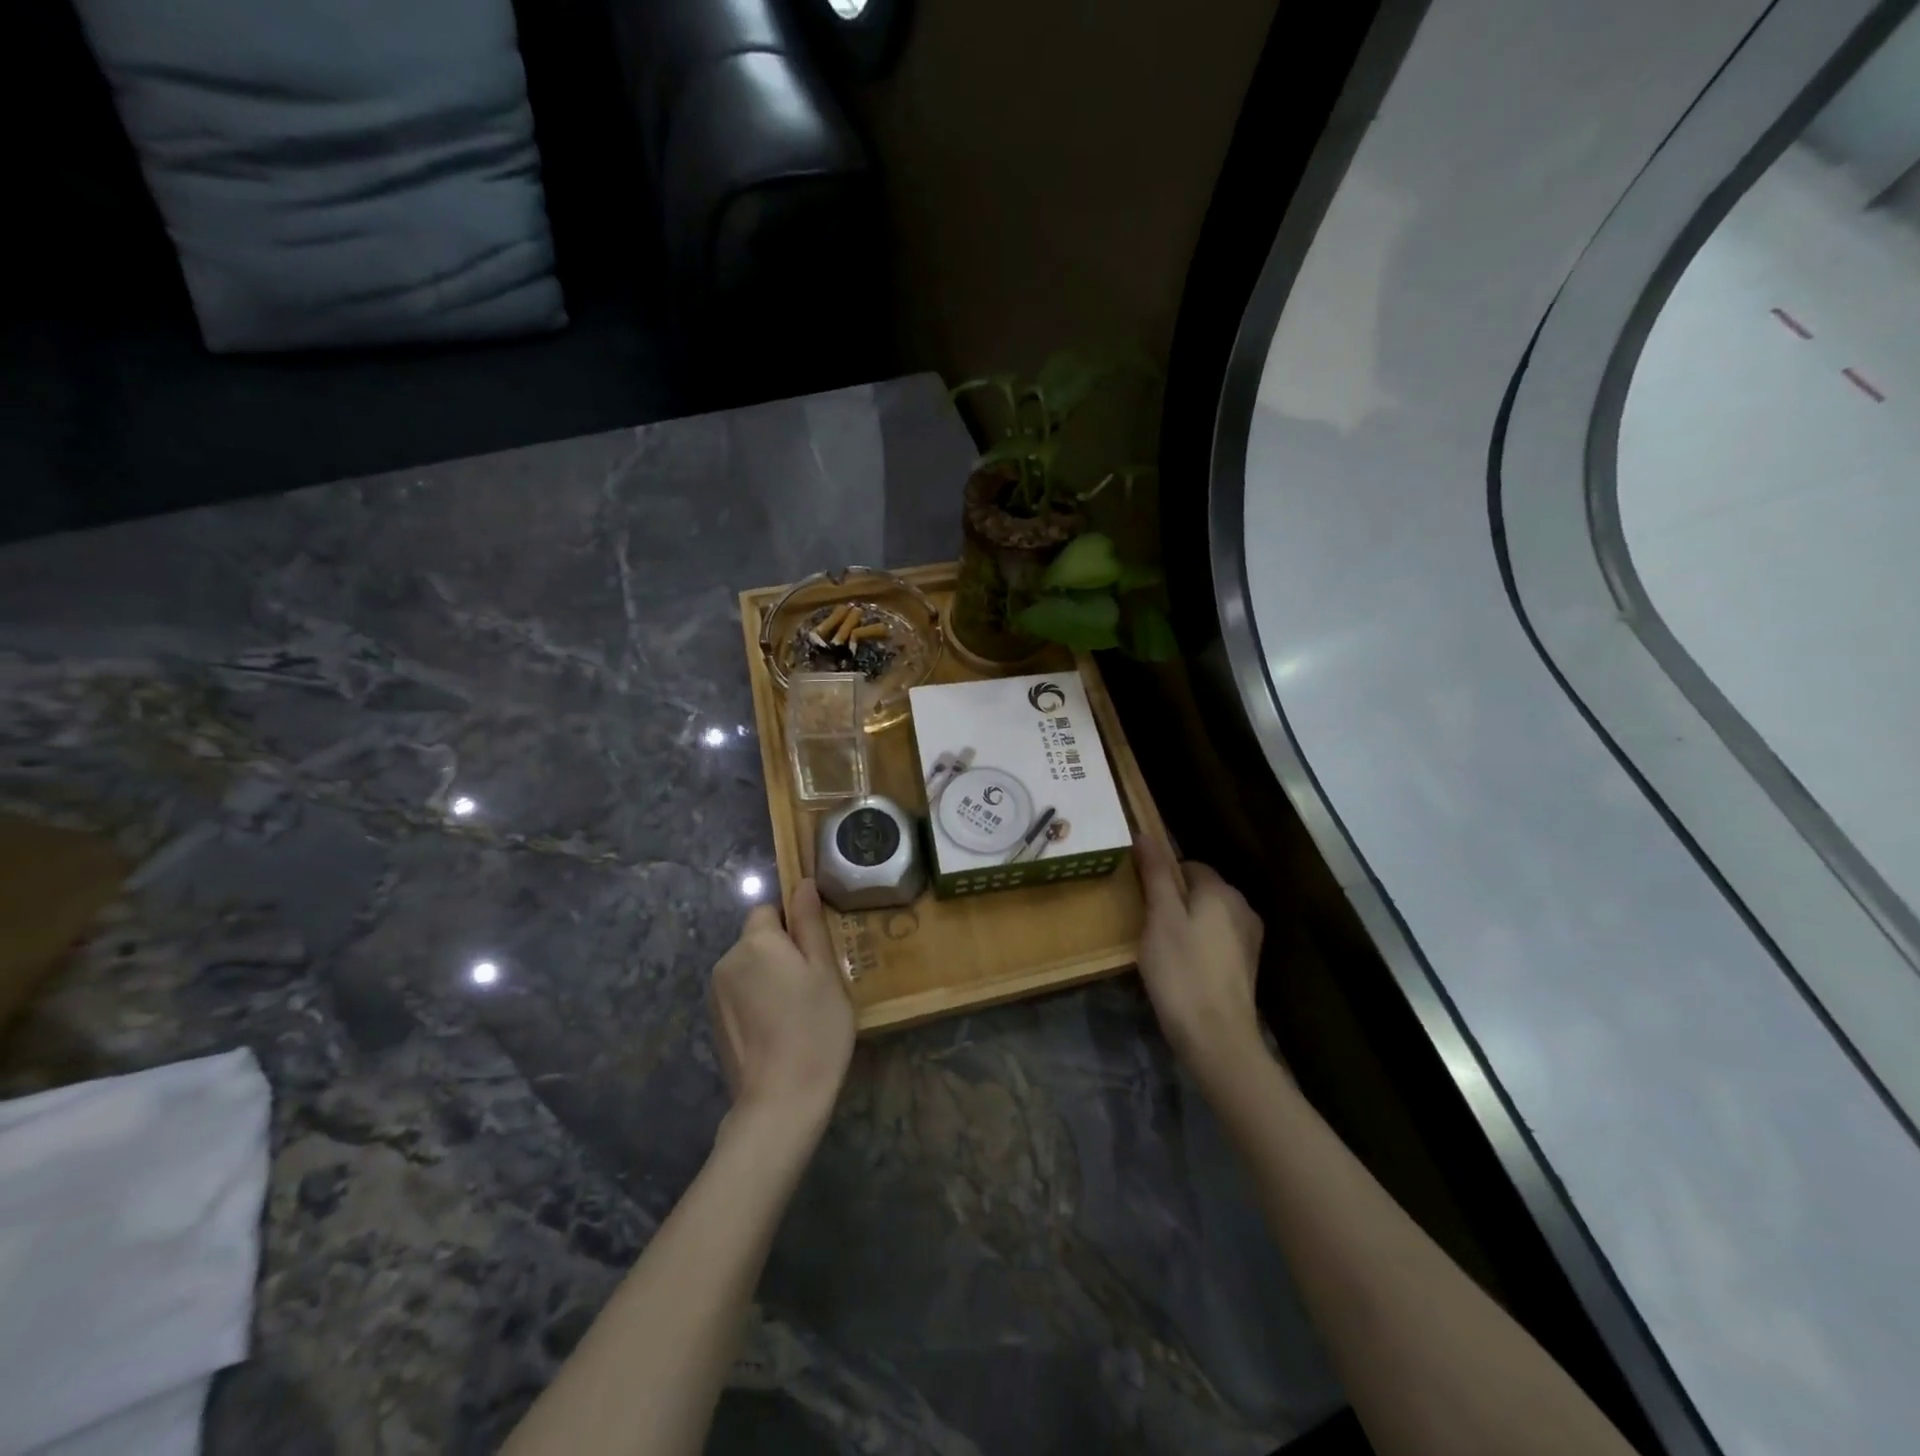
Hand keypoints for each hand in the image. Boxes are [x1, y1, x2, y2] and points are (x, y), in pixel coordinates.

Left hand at [710, 880, 854, 1132]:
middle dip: (781, 951)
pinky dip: (757, 1001)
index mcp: (756, 942)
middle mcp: (727, 960)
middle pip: (757, 939)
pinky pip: (740, 993)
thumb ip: (810, 924)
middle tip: (814, 983)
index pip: (769, 910)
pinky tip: (778, 1029)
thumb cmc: (814, 1028)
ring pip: (749, 967)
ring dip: (769, 976)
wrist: (780, 1101)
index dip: (793, 924)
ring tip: (798, 1010)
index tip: (816, 952)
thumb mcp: (824, 971)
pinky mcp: (714, 1022)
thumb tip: (802, 883)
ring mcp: (715, 993)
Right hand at [1134, 836, 1265, 1075]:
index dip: (1161, 878)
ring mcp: (1248, 939)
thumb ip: (1156, 874)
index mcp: (1221, 891)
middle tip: (1145, 926)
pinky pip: (1215, 940)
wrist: (1217, 1038)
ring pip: (1207, 916)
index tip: (1140, 900)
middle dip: (1173, 901)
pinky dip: (1197, 946)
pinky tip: (1181, 967)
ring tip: (1159, 949)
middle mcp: (1242, 908)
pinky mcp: (1246, 966)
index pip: (1187, 865)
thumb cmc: (1182, 971)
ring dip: (1185, 924)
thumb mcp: (1160, 918)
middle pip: (1199, 890)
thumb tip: (1145, 834)